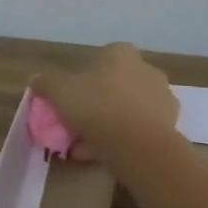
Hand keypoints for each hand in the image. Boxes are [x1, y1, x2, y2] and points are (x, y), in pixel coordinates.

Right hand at [32, 44, 180, 162]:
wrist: (138, 144)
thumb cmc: (97, 106)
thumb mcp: (60, 91)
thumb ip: (46, 82)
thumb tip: (36, 79)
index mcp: (121, 53)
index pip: (100, 60)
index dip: (81, 80)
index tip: (70, 101)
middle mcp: (146, 69)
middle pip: (114, 85)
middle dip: (97, 102)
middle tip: (78, 123)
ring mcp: (162, 97)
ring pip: (127, 108)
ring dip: (110, 122)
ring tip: (88, 145)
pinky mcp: (170, 124)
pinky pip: (139, 128)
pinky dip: (124, 138)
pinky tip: (105, 154)